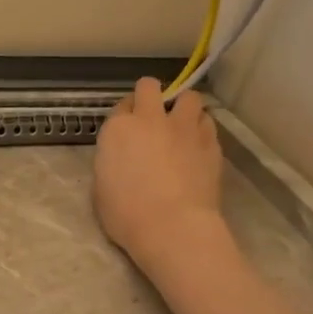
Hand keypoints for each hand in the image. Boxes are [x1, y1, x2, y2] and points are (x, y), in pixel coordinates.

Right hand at [93, 79, 223, 268]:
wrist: (172, 227)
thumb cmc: (126, 214)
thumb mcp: (101, 187)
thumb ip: (111, 162)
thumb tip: (121, 160)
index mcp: (118, 129)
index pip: (121, 105)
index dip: (126, 115)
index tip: (128, 128)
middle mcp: (151, 119)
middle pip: (150, 86)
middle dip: (151, 95)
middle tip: (154, 116)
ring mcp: (184, 128)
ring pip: (189, 97)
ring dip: (184, 107)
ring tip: (182, 126)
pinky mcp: (211, 143)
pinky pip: (207, 123)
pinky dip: (202, 129)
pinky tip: (198, 145)